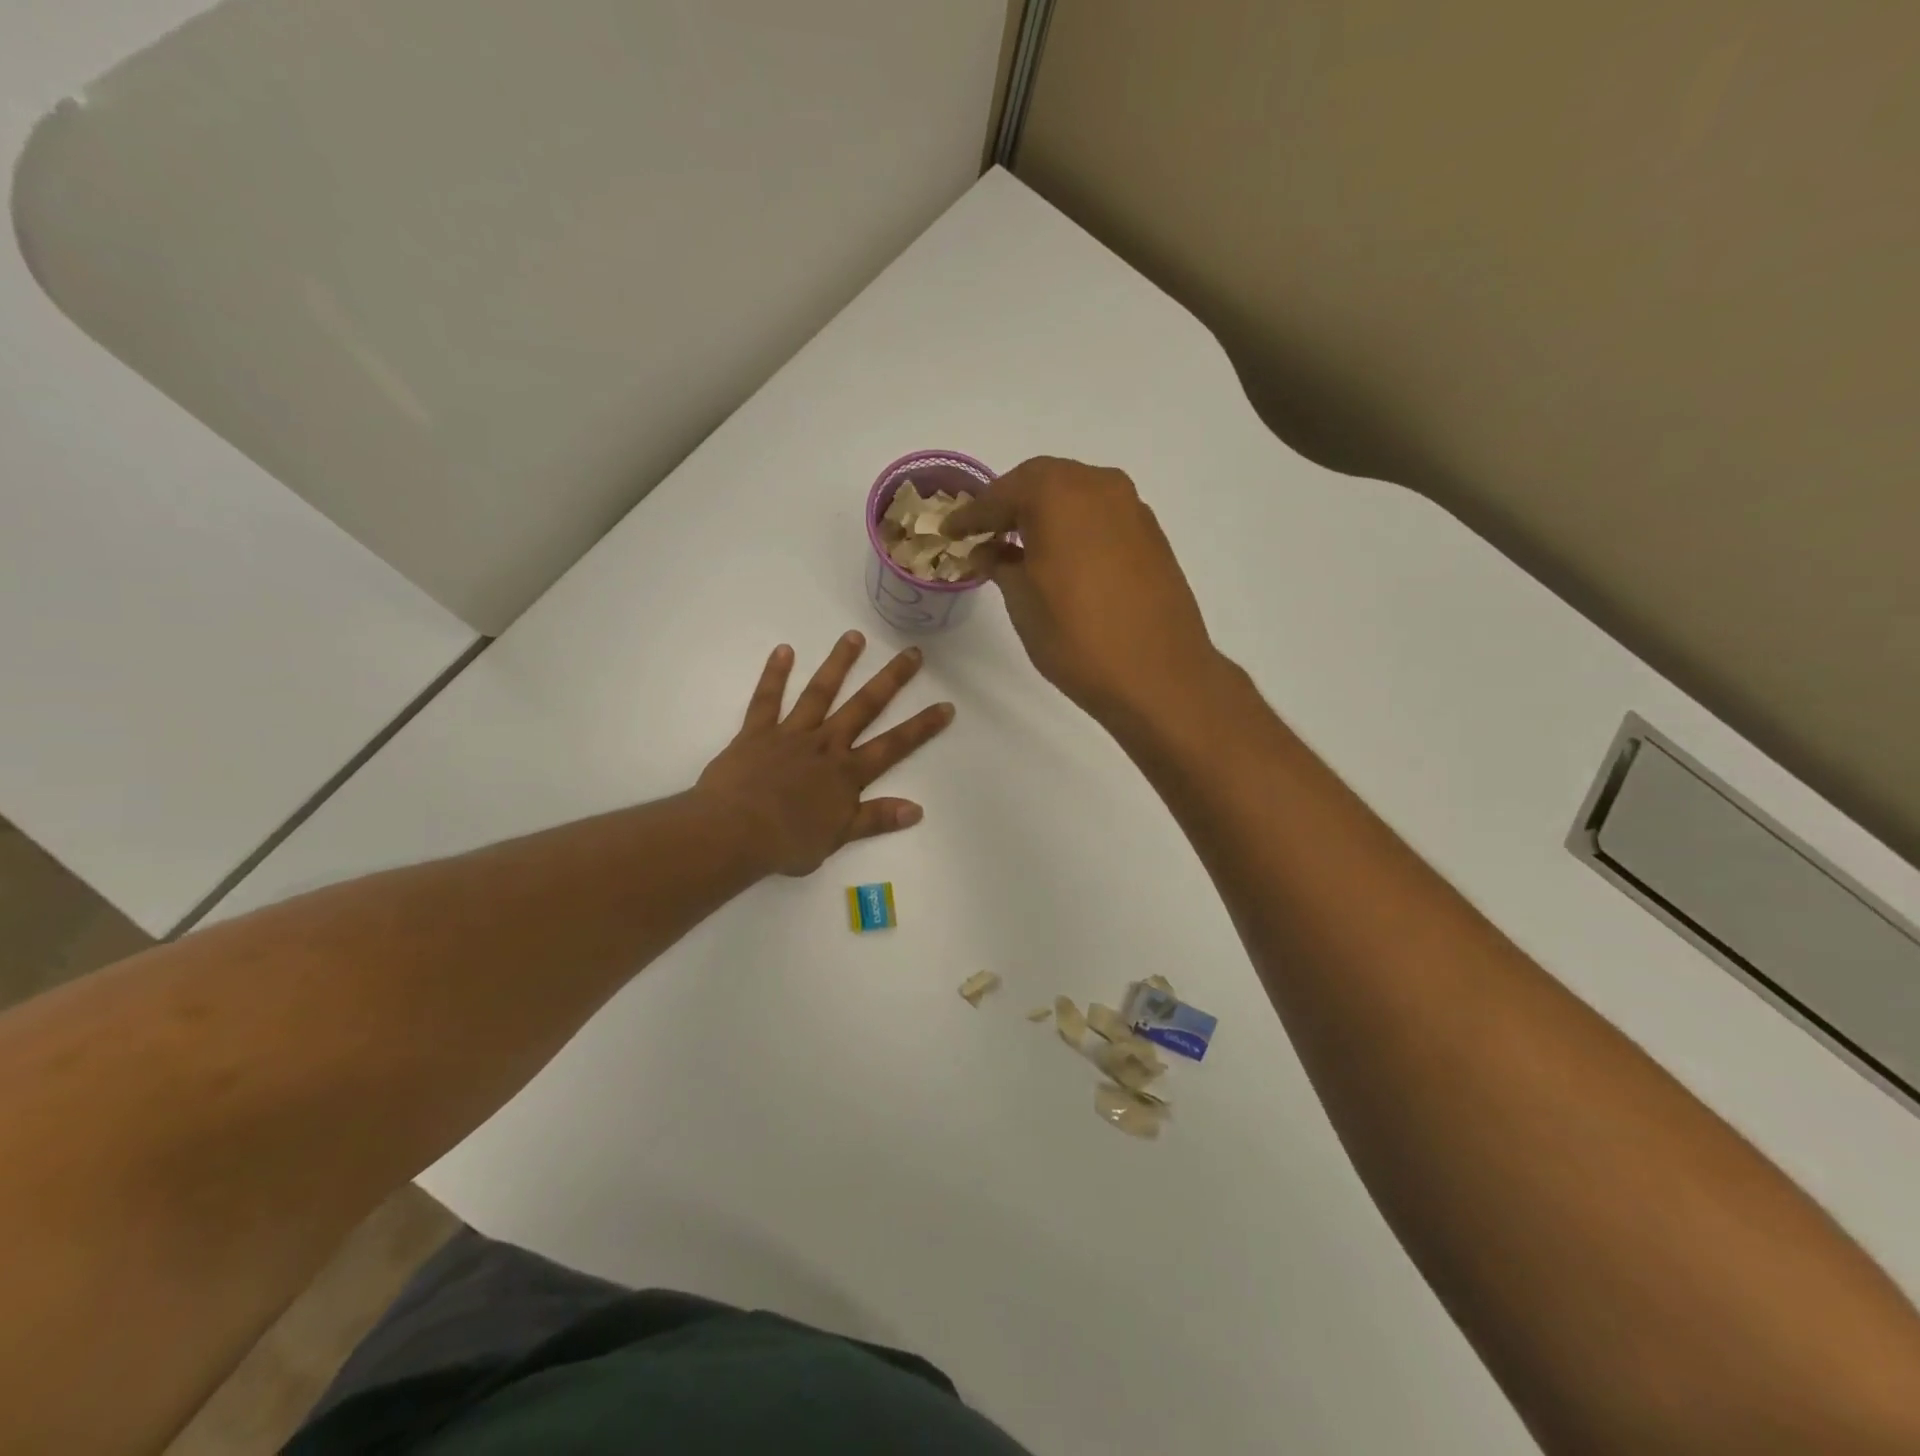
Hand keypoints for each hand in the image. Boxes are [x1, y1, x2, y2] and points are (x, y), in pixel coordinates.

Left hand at [696, 632, 954, 876]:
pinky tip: (784, 650)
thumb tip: (917, 809)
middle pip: (864, 707)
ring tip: (855, 636)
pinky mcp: (757, 732)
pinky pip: (767, 699)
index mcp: (847, 773)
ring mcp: (791, 734)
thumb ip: (876, 819)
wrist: (734, 832)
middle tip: (912, 653)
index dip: (922, 727)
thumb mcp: (839, 837)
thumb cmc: (787, 841)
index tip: (946, 705)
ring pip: (820, 693)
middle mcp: (825, 744)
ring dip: (839, 664)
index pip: (894, 746)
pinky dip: (775, 674)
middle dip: (891, 680)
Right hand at [943, 457, 1219, 723]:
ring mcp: (1131, 508)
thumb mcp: (1022, 601)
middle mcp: (1098, 485)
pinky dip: (1075, 527)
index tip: (950, 530)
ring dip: (1045, 513)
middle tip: (984, 532)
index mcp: (1058, 493)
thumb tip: (990, 551)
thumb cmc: (1076, 637)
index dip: (971, 515)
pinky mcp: (1151, 535)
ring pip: (1075, 495)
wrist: (1158, 675)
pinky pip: (1100, 517)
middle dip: (1009, 504)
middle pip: (1041, 482)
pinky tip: (1062, 557)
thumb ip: (1000, 564)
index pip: (1001, 494)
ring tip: (1021, 545)